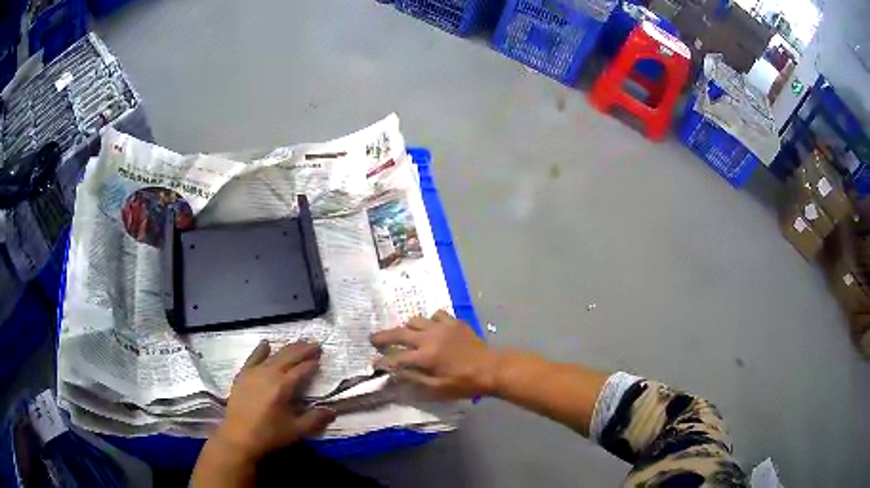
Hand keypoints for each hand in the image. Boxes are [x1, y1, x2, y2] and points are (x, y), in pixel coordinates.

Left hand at [213, 341, 335, 462]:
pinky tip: (266, 344)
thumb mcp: (296, 430)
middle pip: (288, 357)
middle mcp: (269, 373)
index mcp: (283, 386)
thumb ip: (315, 419)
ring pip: (273, 355)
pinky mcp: (243, 375)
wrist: (238, 437)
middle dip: (303, 350)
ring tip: (298, 343)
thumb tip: (333, 410)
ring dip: (287, 348)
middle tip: (315, 344)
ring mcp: (254, 372)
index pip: (302, 370)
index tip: (321, 358)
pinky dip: (261, 350)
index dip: (312, 363)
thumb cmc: (269, 434)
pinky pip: (253, 357)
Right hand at [370, 310, 497, 399]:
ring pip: (415, 320)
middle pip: (399, 333)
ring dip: (407, 328)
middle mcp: (429, 338)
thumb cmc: (463, 383)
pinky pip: (435, 315)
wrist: (491, 369)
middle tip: (373, 339)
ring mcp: (442, 327)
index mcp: (425, 357)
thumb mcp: (437, 389)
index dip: (382, 362)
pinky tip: (431, 329)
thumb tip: (395, 373)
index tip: (374, 364)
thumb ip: (415, 380)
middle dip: (383, 337)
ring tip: (405, 335)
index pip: (396, 358)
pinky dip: (429, 321)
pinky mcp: (453, 322)